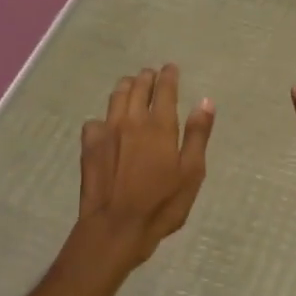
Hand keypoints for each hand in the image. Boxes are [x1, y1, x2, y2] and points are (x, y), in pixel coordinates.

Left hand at [76, 64, 214, 267]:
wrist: (116, 227)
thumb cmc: (162, 204)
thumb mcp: (191, 173)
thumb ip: (198, 135)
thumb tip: (206, 101)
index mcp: (160, 125)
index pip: (164, 89)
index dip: (169, 75)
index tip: (171, 68)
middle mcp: (132, 120)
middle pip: (137, 87)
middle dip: (147, 77)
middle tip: (152, 75)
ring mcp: (107, 131)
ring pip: (116, 97)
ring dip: (126, 88)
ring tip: (131, 87)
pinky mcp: (89, 146)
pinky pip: (95, 121)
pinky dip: (104, 118)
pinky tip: (107, 126)